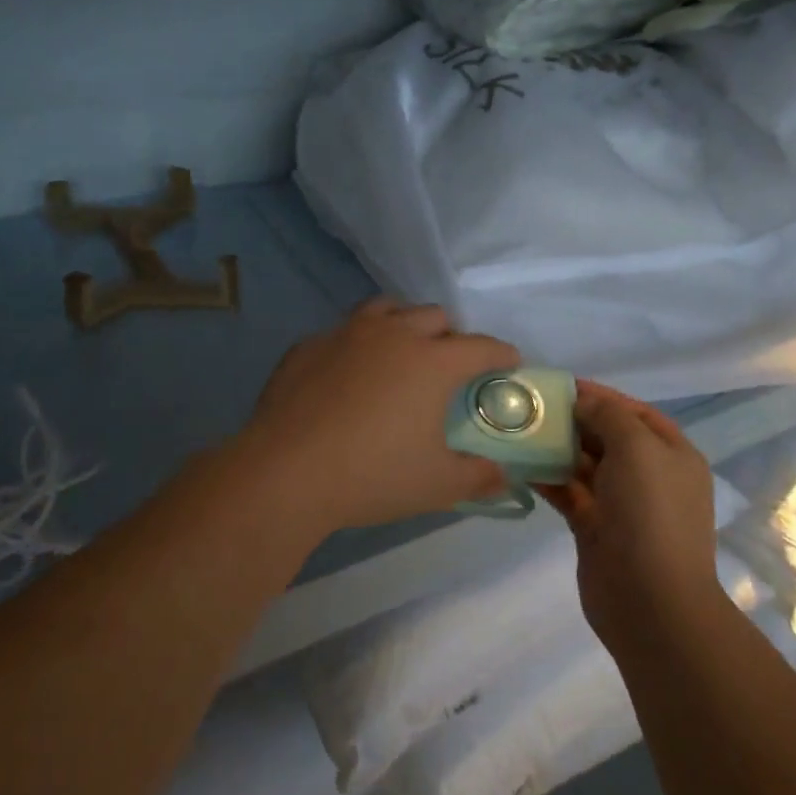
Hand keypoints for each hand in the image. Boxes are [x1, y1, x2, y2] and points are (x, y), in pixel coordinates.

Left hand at [239, 298, 520, 536]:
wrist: (286, 472)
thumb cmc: (373, 475)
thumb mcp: (436, 484)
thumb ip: (477, 478)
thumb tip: (504, 478)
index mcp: (432, 362)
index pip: (480, 347)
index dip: (500, 353)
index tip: (509, 361)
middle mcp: (393, 335)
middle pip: (434, 316)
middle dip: (451, 335)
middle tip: (450, 364)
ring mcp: (346, 334)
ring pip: (386, 309)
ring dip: (404, 324)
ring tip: (402, 351)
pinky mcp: (307, 346)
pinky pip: (343, 332)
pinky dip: (357, 345)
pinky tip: (348, 374)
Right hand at [537, 380, 723, 654]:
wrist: (650, 602)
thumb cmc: (650, 514)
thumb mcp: (638, 449)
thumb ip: (609, 416)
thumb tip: (584, 401)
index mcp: (672, 454)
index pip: (635, 412)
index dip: (601, 396)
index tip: (561, 386)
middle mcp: (650, 476)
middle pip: (608, 437)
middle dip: (573, 421)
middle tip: (530, 408)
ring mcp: (622, 504)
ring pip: (585, 465)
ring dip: (556, 448)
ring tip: (518, 431)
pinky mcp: (595, 528)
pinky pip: (569, 492)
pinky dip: (548, 478)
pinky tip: (519, 465)